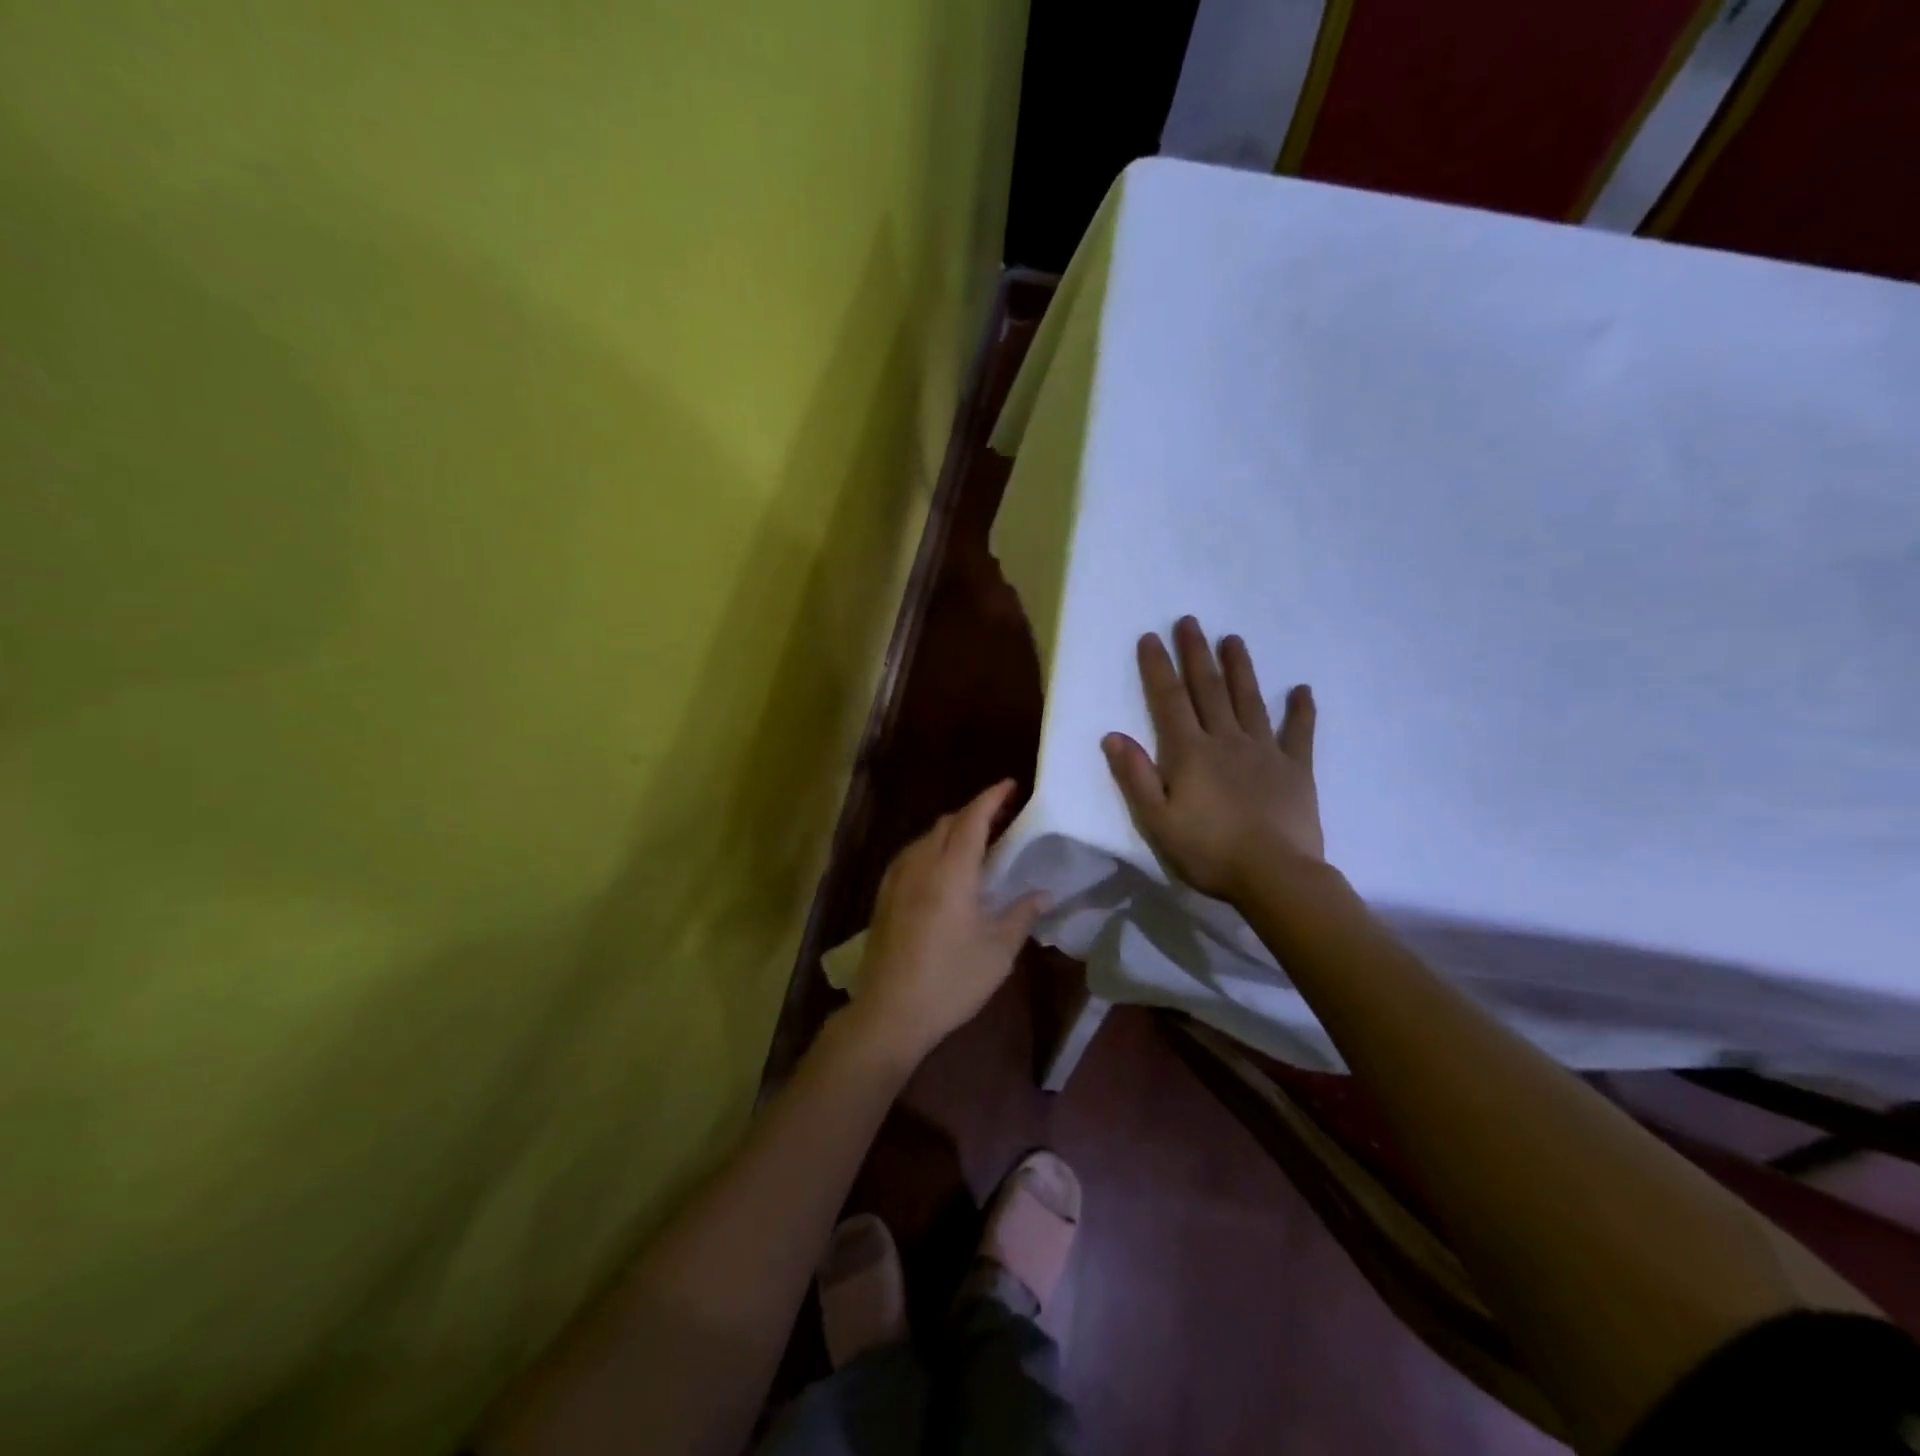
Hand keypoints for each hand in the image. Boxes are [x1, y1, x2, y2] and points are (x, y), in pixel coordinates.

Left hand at [851, 780, 1048, 1064]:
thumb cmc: (950, 982)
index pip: (973, 820)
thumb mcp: (997, 952)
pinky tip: (944, 868)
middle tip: (1003, 817)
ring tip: (978, 842)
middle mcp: (920, 865)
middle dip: (975, 812)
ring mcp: (896, 879)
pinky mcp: (884, 896)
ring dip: (953, 830)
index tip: (1011, 785)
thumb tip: (1044, 893)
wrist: (889, 1013)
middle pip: (948, 823)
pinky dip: (933, 848)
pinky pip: (911, 855)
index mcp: (951, 872)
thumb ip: (1021, 915)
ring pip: (926, 837)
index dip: (992, 798)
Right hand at [1102, 616, 1323, 901]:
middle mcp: (1226, 740)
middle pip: (1209, 689)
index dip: (1158, 667)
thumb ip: (1136, 776)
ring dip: (1240, 668)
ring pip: (1250, 700)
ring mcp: (1265, 751)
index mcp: (1190, 752)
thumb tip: (1113, 735)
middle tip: (1190, 622)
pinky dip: (1301, 710)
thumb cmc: (1209, 851)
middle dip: (1196, 654)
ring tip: (1233, 639)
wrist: (1275, 876)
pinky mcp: (1296, 769)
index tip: (1150, 637)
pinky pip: (1299, 733)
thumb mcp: (1157, 820)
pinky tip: (1302, 690)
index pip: (1169, 700)